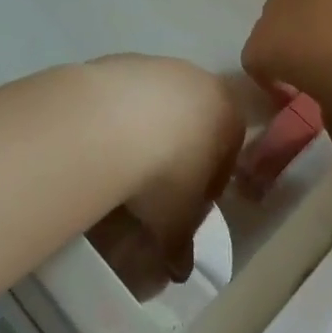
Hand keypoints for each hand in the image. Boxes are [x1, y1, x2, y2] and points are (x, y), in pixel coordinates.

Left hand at [84, 55, 244, 299]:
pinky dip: (119, 118)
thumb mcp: (177, 219)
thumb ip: (182, 244)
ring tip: (123, 167)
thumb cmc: (166, 170)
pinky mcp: (122, 60)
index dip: (208, 187)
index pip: (229, 153)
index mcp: (230, 114)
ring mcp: (161, 66)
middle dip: (178, 155)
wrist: (113, 120)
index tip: (185, 208)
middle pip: (195, 123)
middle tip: (153, 190)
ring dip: (147, 134)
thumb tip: (179, 272)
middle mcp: (201, 80)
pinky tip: (102, 143)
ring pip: (160, 106)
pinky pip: (126, 96)